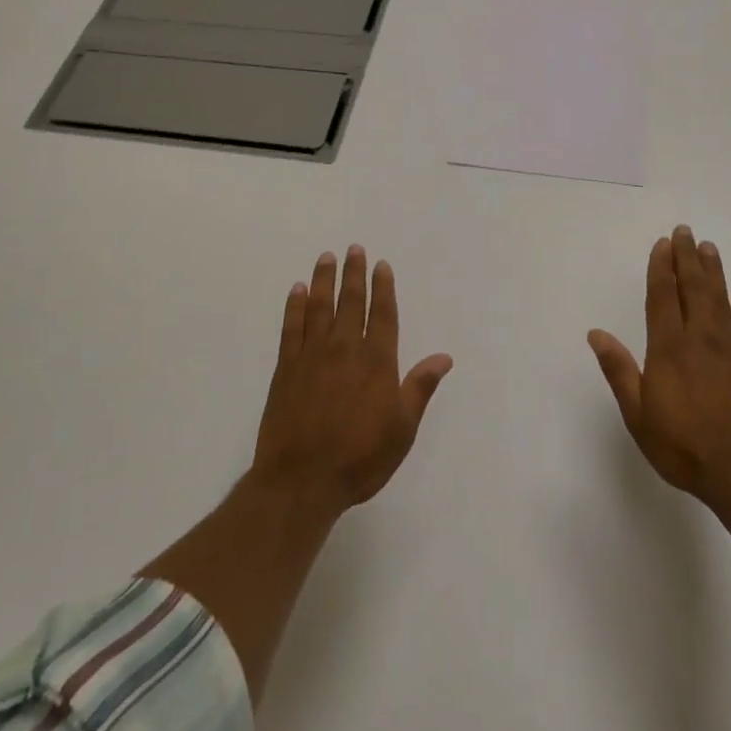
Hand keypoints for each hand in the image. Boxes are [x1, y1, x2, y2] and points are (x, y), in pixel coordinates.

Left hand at [252, 246, 452, 514]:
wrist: (301, 481)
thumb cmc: (359, 458)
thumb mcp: (402, 429)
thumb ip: (420, 388)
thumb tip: (444, 357)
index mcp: (377, 362)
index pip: (383, 314)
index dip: (383, 288)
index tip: (381, 265)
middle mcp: (345, 349)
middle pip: (351, 302)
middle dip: (354, 274)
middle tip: (354, 248)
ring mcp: (312, 355)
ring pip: (319, 306)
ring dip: (323, 280)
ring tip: (326, 257)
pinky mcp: (286, 367)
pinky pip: (291, 327)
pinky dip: (294, 306)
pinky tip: (296, 290)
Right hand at [588, 226, 730, 519]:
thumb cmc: (685, 448)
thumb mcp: (639, 416)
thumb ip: (619, 371)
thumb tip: (596, 333)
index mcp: (669, 349)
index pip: (663, 297)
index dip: (661, 268)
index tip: (662, 244)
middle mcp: (702, 340)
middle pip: (693, 289)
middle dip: (686, 258)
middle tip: (685, 231)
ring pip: (721, 300)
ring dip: (713, 272)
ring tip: (708, 248)